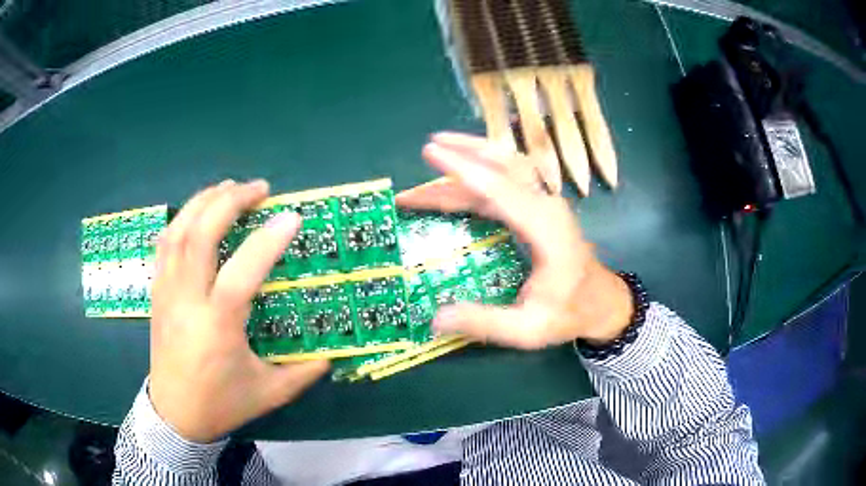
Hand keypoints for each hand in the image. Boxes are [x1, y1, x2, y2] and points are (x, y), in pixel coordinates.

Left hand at [149, 179, 328, 442]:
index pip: (240, 273)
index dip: (267, 241)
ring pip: (178, 231)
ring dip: (204, 201)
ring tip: (229, 188)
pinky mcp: (157, 291)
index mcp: (217, 327)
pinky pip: (164, 243)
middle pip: (200, 235)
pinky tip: (197, 212)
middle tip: (259, 189)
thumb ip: (303, 372)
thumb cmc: (221, 404)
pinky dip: (182, 219)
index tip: (291, 216)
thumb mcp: (269, 394)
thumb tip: (332, 353)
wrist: (174, 415)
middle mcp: (187, 301)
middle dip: (230, 202)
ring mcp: (167, 292)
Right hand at [396, 133, 633, 349]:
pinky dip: (483, 172)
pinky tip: (463, 175)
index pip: (499, 189)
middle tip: (428, 149)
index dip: (463, 169)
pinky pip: (510, 179)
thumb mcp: (528, 329)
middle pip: (504, 166)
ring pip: (508, 165)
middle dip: (463, 154)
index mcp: (546, 230)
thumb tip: (437, 319)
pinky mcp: (542, 206)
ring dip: (474, 154)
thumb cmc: (569, 313)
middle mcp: (547, 206)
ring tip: (441, 148)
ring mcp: (547, 202)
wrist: (603, 303)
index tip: (432, 152)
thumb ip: (485, 323)